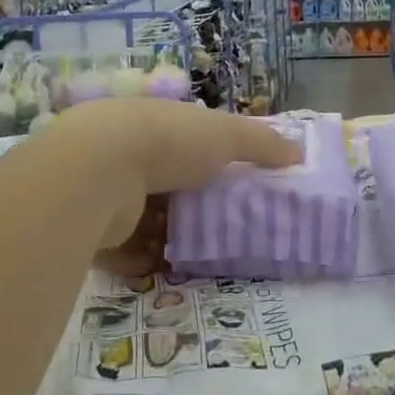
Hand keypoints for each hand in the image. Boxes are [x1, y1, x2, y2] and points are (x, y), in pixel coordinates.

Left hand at [41, 101, 301, 271]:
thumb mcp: (226, 134)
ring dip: (169, 235)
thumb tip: (299, 153)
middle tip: (223, 229)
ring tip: (201, 257)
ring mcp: (108, 188)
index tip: (235, 185)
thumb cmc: (168, 142)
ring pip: (146, 216)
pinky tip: (166, 272)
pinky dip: (144, 260)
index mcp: (158, 122)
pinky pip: (125, 248)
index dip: (210, 159)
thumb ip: (263, 143)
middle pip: (167, 182)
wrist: (98, 171)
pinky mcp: (95, 225)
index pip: (188, 140)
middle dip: (191, 204)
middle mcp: (129, 150)